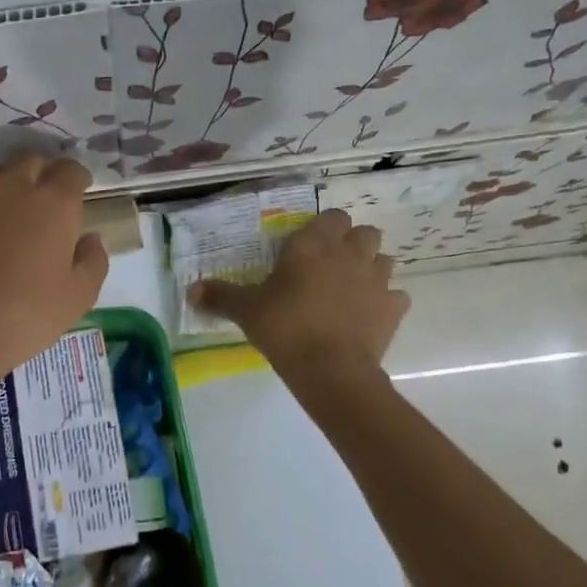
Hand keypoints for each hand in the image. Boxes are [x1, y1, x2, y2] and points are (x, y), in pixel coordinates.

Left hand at [0, 155, 108, 391]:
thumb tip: (90, 239)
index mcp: (53, 202)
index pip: (71, 169)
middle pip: (31, 160)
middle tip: (48, 201)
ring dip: (10, 185)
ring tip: (13, 215)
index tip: (81, 193)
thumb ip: (93, 260)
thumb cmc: (26, 315)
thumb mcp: (79, 296)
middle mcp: (12, 189)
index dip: (78, 178)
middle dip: (44, 173)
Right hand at [189, 209, 408, 382]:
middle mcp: (349, 254)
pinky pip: (396, 296)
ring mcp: (376, 279)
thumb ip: (220, 296)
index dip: (325, 228)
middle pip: (365, 232)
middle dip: (353, 243)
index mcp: (313, 245)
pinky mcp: (393, 308)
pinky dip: (387, 302)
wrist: (330, 369)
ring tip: (353, 288)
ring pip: (384, 260)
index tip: (311, 246)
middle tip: (333, 265)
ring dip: (372, 268)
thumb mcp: (246, 311)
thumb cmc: (284, 328)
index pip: (332, 217)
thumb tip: (190, 290)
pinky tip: (370, 315)